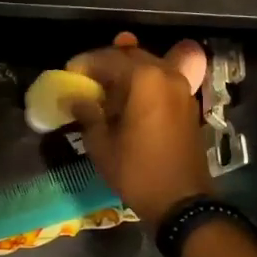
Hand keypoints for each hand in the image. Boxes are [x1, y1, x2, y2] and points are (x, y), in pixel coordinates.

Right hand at [65, 32, 212, 229]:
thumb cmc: (137, 171)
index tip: (69, 73)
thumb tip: (75, 98)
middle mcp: (166, 74)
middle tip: (85, 79)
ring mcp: (182, 88)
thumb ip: (87, 113)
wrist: (182, 201)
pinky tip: (128, 98)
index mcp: (144, 79)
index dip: (85, 63)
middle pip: (131, 56)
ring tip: (105, 86)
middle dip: (106, 63)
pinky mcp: (188, 104)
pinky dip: (143, 82)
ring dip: (126, 71)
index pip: (108, 58)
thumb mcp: (101, 144)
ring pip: (149, 65)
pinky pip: (161, 80)